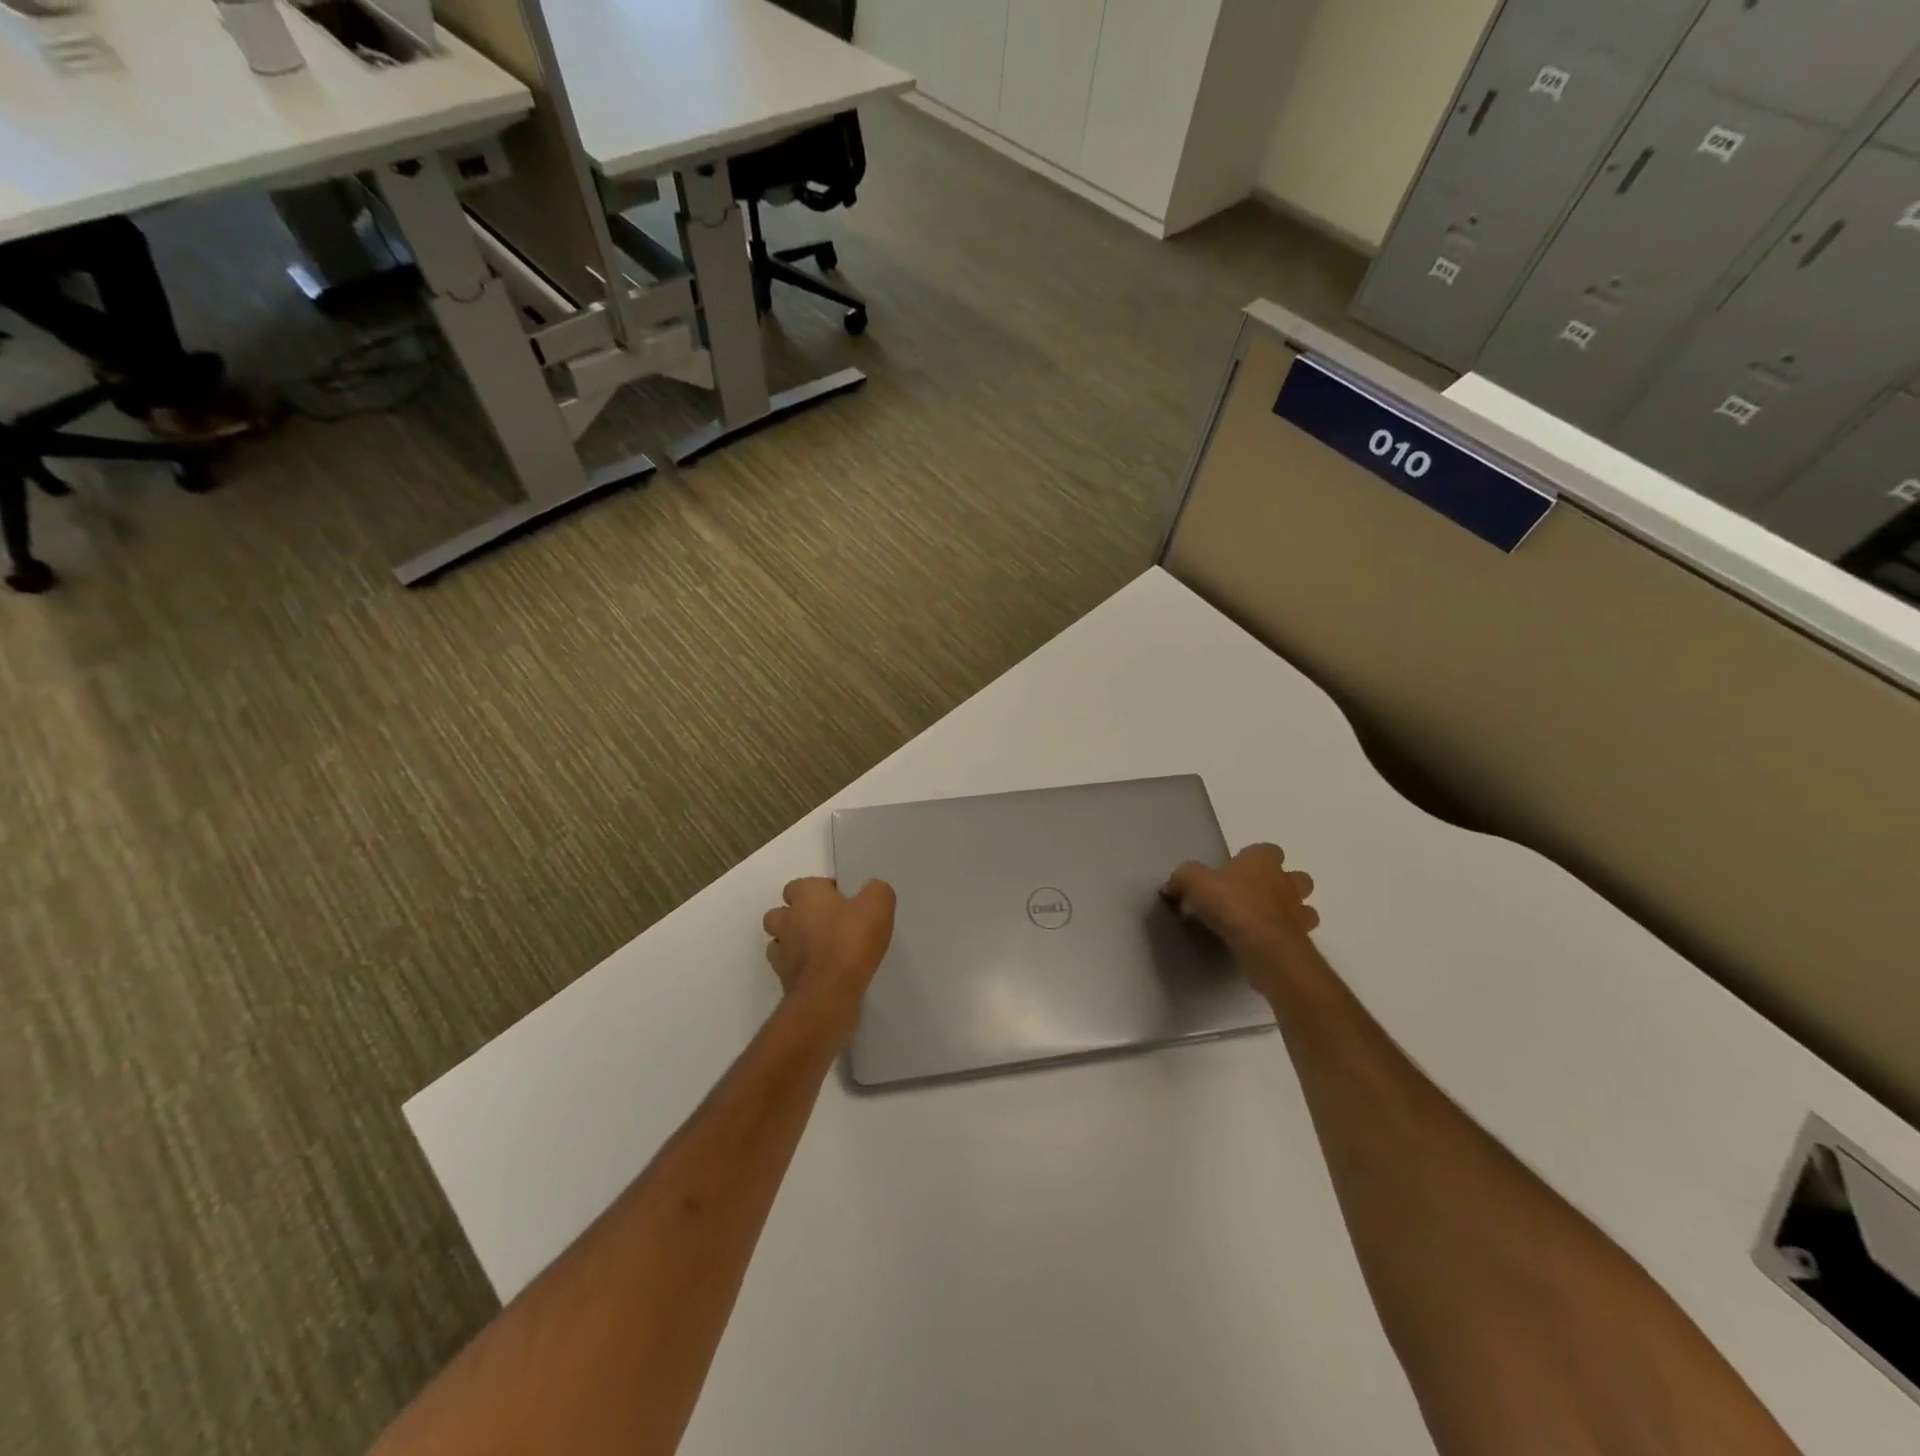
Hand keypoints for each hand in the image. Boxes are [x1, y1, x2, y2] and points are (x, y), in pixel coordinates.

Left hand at [761, 878, 896, 1010]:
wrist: (829, 993)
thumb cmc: (851, 941)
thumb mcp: (878, 905)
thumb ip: (876, 891)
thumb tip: (872, 891)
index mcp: (806, 896)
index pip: (800, 885)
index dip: (819, 891)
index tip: (841, 901)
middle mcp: (787, 919)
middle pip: (781, 912)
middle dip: (796, 916)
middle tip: (826, 924)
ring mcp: (782, 952)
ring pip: (778, 941)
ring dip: (793, 943)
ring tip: (820, 950)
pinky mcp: (783, 980)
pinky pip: (787, 968)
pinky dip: (800, 968)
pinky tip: (821, 972)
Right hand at [1163, 844, 1319, 984]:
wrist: (1263, 945)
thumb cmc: (1232, 903)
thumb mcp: (1195, 882)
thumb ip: (1183, 878)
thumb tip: (1170, 886)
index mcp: (1263, 861)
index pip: (1268, 850)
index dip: (1254, 858)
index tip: (1236, 870)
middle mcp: (1286, 882)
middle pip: (1296, 877)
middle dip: (1282, 884)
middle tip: (1255, 896)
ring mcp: (1298, 912)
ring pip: (1303, 907)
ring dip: (1289, 912)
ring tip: (1263, 922)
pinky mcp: (1301, 941)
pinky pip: (1296, 934)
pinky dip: (1284, 937)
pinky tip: (1264, 943)